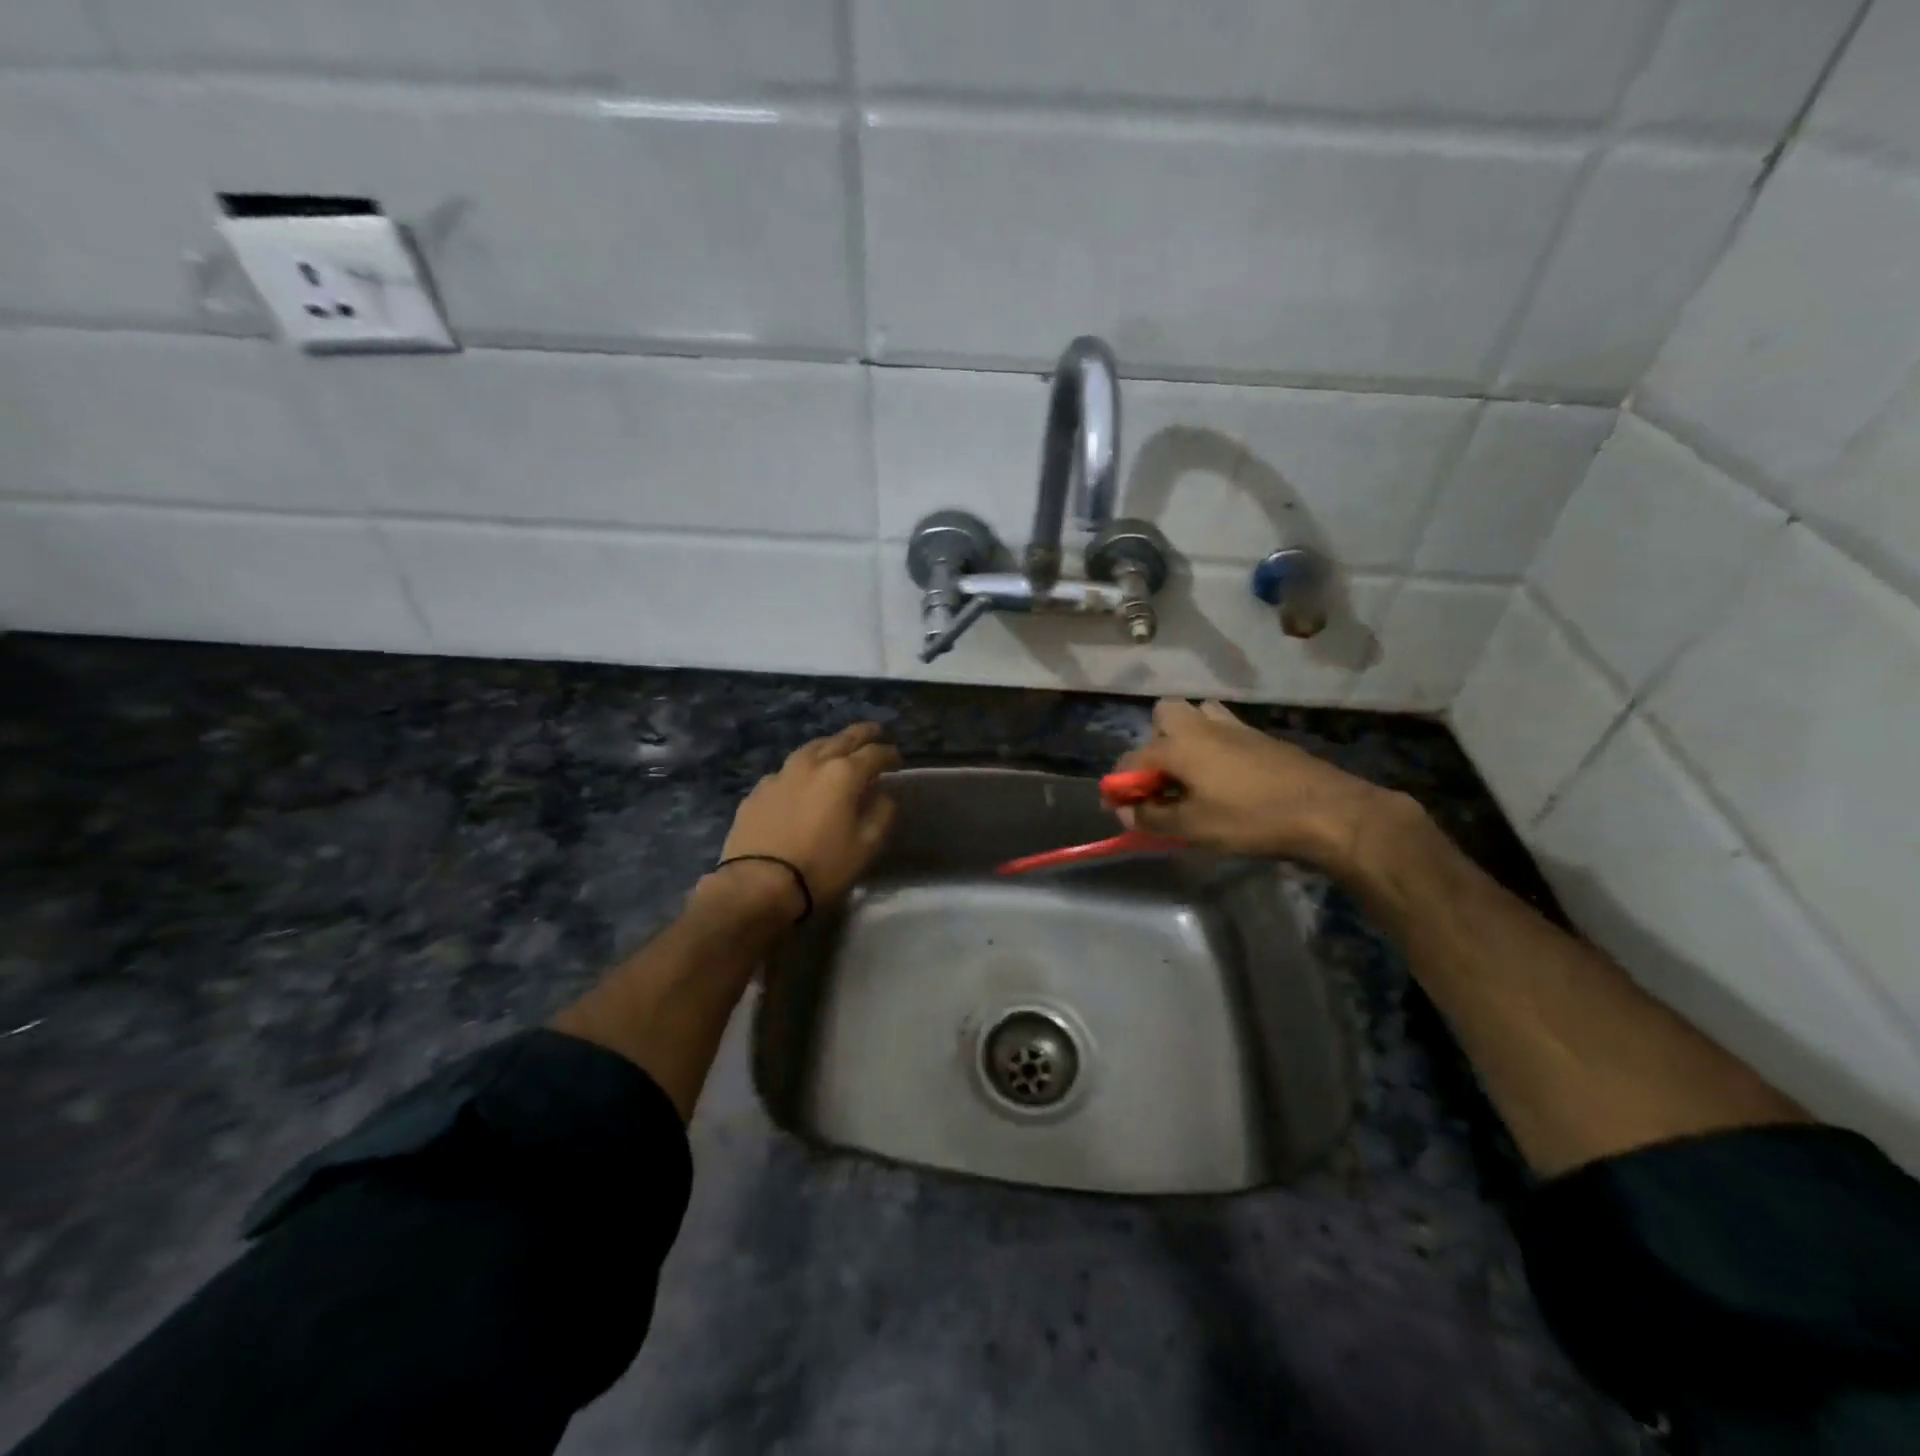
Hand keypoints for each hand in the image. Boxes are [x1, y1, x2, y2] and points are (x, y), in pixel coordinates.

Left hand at [713, 723, 900, 914]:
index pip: (874, 754)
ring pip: (811, 748)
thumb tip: (883, 795)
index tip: (898, 760)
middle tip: (875, 732)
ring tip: (838, 748)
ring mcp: (781, 775)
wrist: (757, 885)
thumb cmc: (821, 867)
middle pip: (842, 739)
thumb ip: (881, 814)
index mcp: (843, 774)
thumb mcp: (866, 846)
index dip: (889, 754)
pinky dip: (803, 769)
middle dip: (862, 734)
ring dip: (830, 745)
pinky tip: (802, 780)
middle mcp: (812, 764)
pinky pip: (787, 771)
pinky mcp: (758, 791)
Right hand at [1117, 699, 1407, 874]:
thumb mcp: (1193, 828)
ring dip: (1185, 738)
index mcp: (1177, 745)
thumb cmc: (1251, 819)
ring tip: (1192, 774)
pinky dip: (1213, 746)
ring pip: (1196, 715)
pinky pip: (1222, 729)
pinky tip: (1225, 778)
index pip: (1130, 760)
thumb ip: (1152, 818)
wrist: (1326, 810)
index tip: (1123, 810)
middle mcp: (1199, 726)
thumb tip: (1127, 811)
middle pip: (1162, 716)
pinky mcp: (1259, 736)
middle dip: (1154, 744)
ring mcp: (1233, 727)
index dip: (1120, 786)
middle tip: (1164, 781)